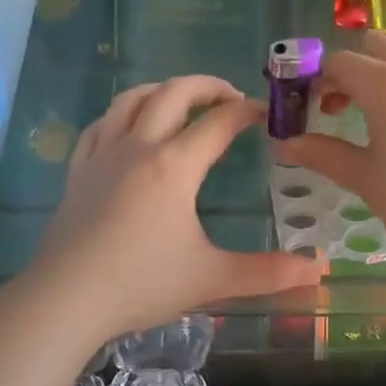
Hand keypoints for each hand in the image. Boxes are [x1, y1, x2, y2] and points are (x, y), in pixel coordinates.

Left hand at [30, 76, 322, 342]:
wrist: (65, 300)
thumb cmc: (141, 284)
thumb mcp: (212, 279)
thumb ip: (268, 272)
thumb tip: (320, 270)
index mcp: (174, 166)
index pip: (218, 123)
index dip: (247, 112)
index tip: (266, 113)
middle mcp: (138, 147)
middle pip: (174, 93)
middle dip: (207, 86)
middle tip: (230, 97)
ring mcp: (103, 155)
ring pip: (131, 100)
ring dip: (163, 90)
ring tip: (182, 99)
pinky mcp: (79, 171)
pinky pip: (100, 125)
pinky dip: (122, 114)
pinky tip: (128, 127)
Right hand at [277, 34, 385, 264]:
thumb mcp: (365, 178)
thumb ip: (323, 154)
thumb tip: (285, 145)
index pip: (340, 62)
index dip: (317, 79)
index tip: (309, 108)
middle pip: (375, 47)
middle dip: (350, 70)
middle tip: (339, 108)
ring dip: (382, 78)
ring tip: (375, 122)